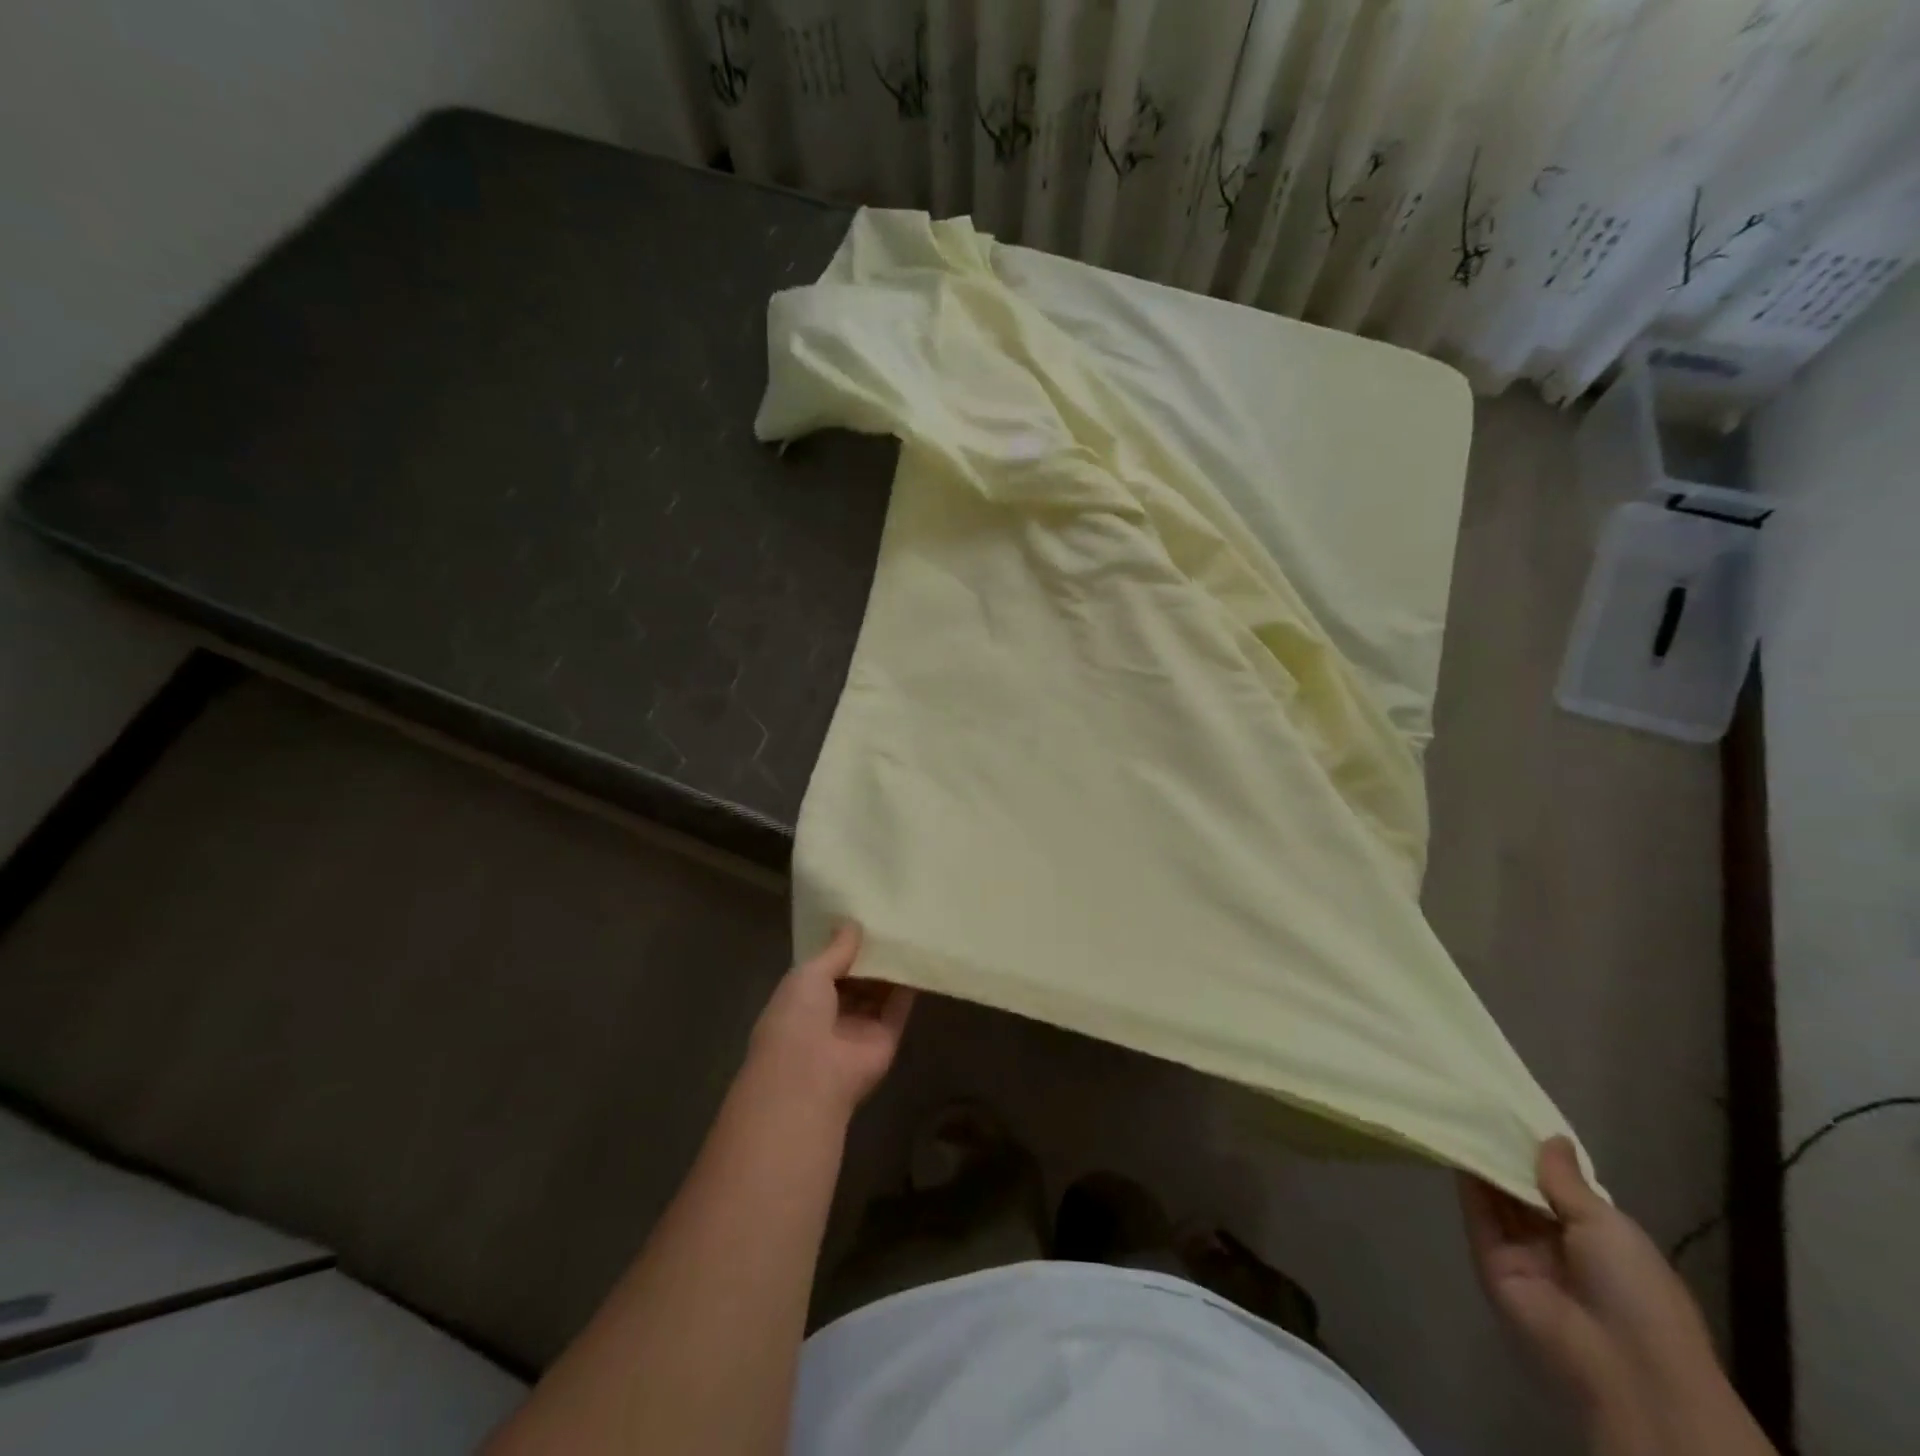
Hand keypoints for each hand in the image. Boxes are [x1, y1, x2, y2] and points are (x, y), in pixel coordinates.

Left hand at [746, 924, 913, 1121]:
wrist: (811, 1076)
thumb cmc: (797, 1018)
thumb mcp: (808, 974)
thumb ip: (835, 950)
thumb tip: (853, 923)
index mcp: (803, 999)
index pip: (826, 969)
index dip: (842, 946)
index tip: (860, 919)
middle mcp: (832, 1014)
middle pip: (856, 980)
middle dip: (869, 955)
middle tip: (890, 920)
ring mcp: (860, 1028)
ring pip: (879, 992)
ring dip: (890, 968)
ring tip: (908, 932)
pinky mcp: (886, 1038)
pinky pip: (899, 1007)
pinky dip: (908, 986)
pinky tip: (918, 957)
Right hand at [1461, 1139, 1773, 1455]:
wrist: (1623, 1364)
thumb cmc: (1636, 1290)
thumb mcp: (1609, 1226)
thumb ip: (1567, 1180)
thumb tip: (1550, 1137)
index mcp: (1600, 1239)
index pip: (1562, 1189)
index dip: (1541, 1156)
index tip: (1515, 1116)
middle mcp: (1559, 1244)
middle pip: (1525, 1192)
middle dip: (1507, 1155)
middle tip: (1479, 1106)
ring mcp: (1523, 1254)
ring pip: (1498, 1200)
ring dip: (1483, 1163)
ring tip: (1459, 1113)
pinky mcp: (1491, 1262)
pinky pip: (1478, 1217)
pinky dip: (1466, 1185)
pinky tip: (1455, 1146)